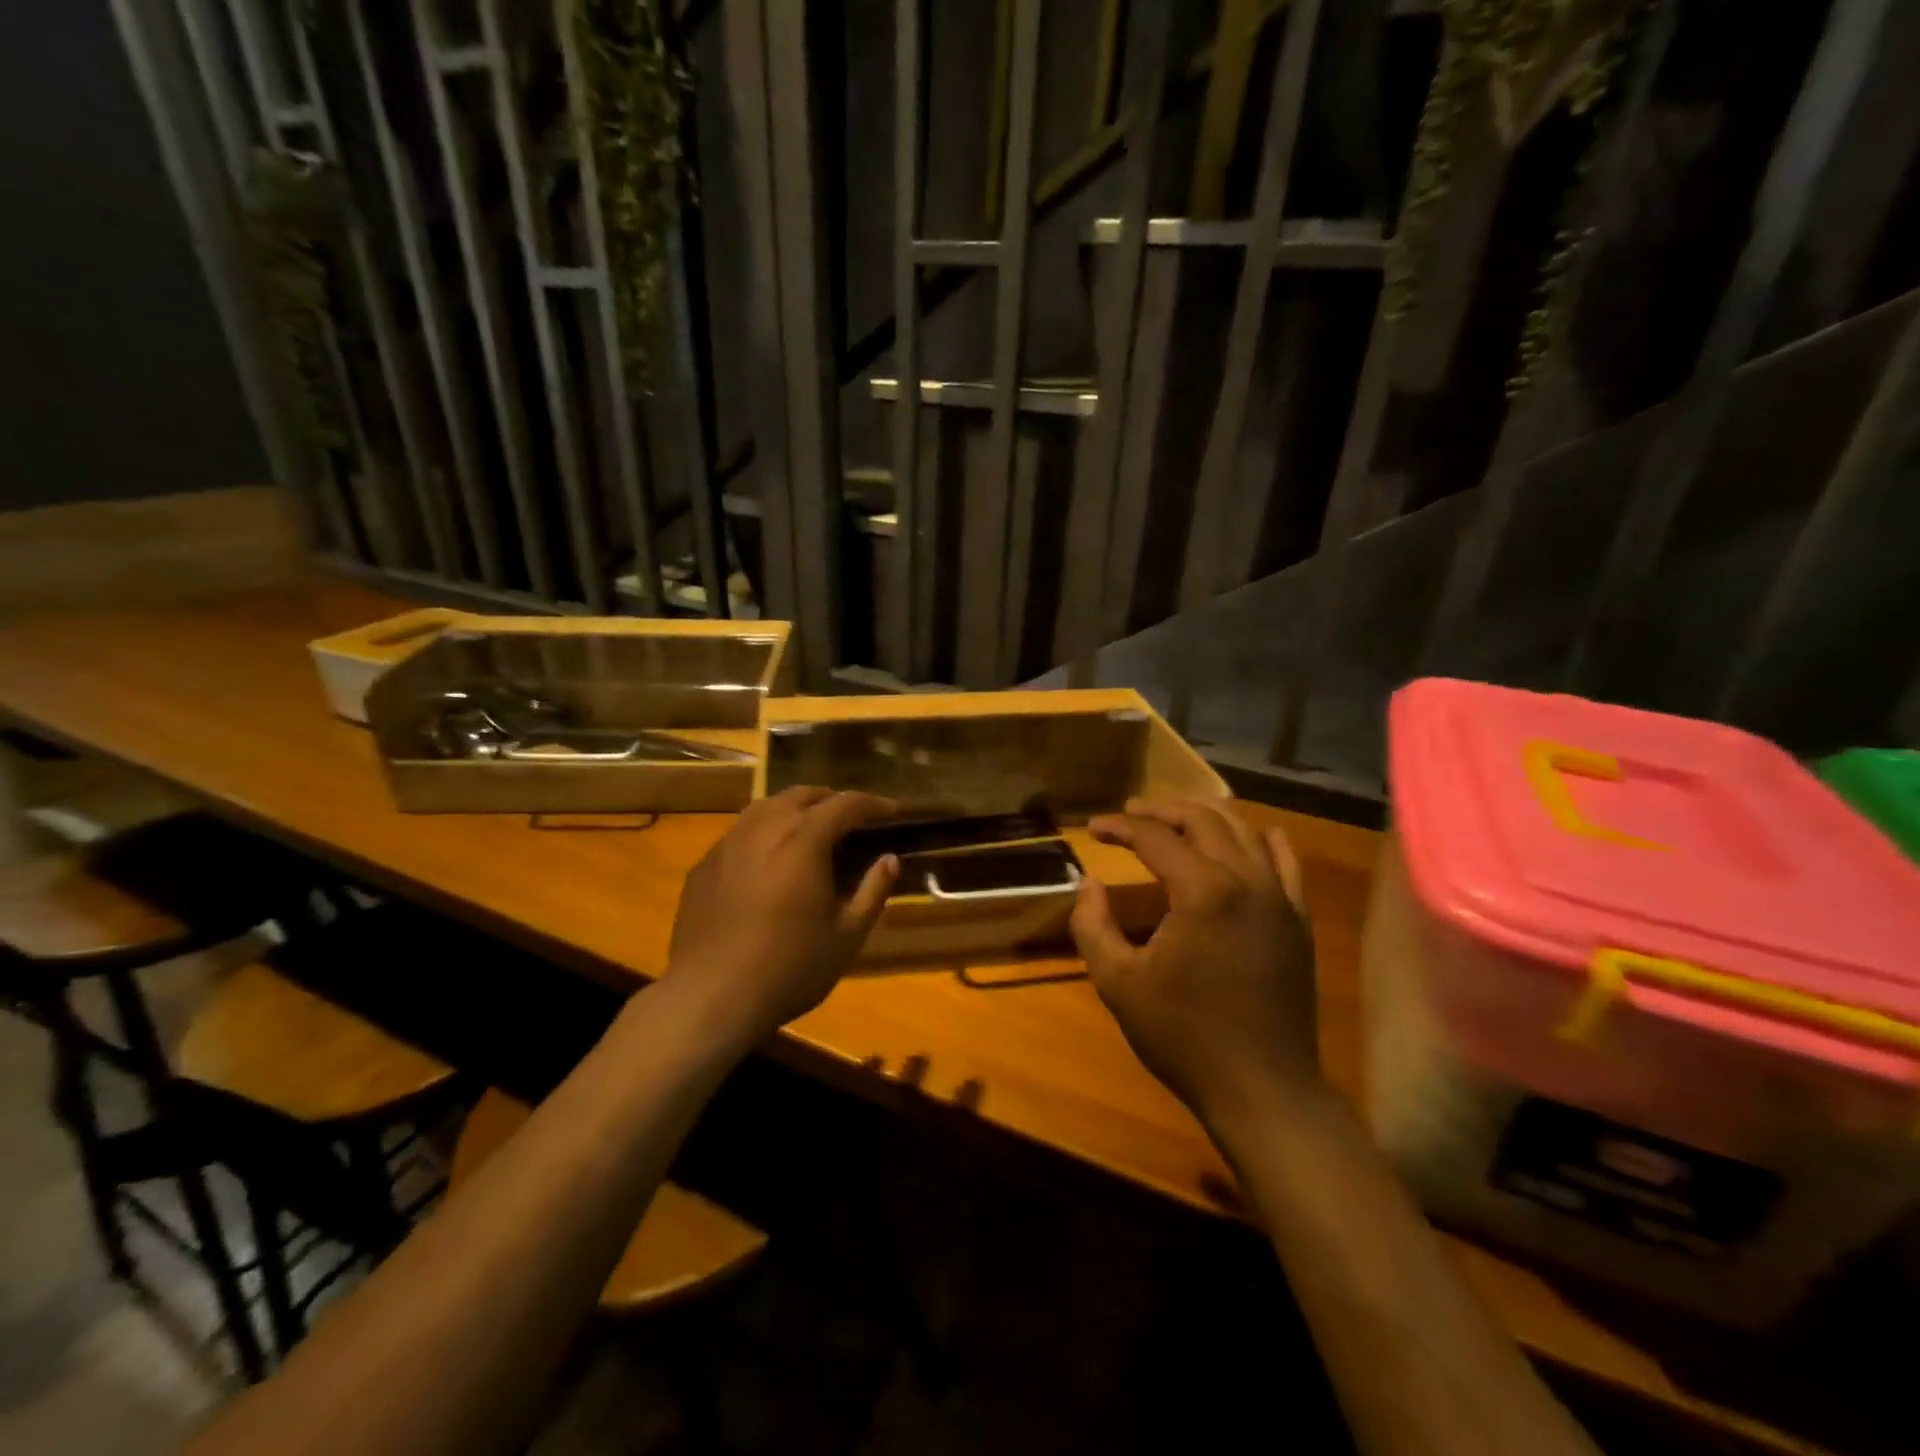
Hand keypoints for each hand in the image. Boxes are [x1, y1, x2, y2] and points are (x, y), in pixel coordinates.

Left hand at [668, 788, 898, 1038]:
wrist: (710, 997)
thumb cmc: (789, 968)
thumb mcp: (847, 937)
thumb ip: (872, 891)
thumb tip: (890, 859)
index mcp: (803, 842)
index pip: (845, 804)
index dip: (873, 803)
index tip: (892, 811)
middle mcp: (764, 830)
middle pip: (802, 795)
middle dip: (832, 800)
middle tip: (852, 819)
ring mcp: (728, 845)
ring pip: (765, 807)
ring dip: (794, 809)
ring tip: (809, 829)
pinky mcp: (703, 866)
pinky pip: (739, 833)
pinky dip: (763, 833)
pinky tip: (767, 860)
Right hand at [1071, 798, 1321, 1132]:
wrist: (1263, 1089)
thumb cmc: (1183, 1036)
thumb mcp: (1118, 983)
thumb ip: (1092, 925)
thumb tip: (1090, 883)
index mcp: (1203, 891)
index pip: (1155, 837)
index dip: (1119, 826)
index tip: (1093, 827)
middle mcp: (1247, 880)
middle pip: (1202, 820)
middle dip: (1161, 811)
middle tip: (1130, 813)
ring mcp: (1280, 898)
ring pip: (1244, 832)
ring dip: (1205, 818)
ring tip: (1175, 821)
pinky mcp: (1298, 920)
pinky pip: (1286, 862)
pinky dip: (1262, 841)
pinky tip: (1251, 836)